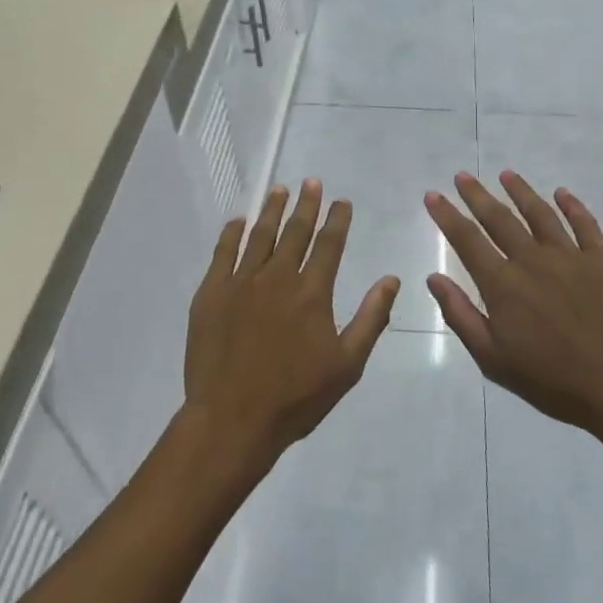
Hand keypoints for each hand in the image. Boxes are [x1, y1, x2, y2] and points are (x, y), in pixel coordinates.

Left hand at [183, 181, 398, 472]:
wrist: (232, 420)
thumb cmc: (295, 398)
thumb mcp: (347, 365)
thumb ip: (370, 319)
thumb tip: (391, 280)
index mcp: (312, 293)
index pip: (329, 244)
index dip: (337, 220)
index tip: (341, 201)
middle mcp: (277, 277)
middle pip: (294, 231)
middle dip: (306, 204)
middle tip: (311, 182)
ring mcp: (240, 282)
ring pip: (259, 235)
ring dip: (271, 210)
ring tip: (279, 190)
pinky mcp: (211, 293)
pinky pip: (222, 253)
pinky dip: (231, 233)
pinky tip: (238, 222)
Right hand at [426, 171, 602, 449]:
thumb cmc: (553, 382)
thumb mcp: (494, 360)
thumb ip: (461, 316)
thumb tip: (434, 278)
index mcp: (503, 285)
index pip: (467, 240)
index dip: (447, 216)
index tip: (433, 195)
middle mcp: (533, 260)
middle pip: (499, 219)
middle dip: (477, 195)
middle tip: (463, 176)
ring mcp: (571, 256)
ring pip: (539, 213)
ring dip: (520, 191)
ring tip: (506, 175)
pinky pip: (585, 224)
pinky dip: (571, 205)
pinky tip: (561, 193)